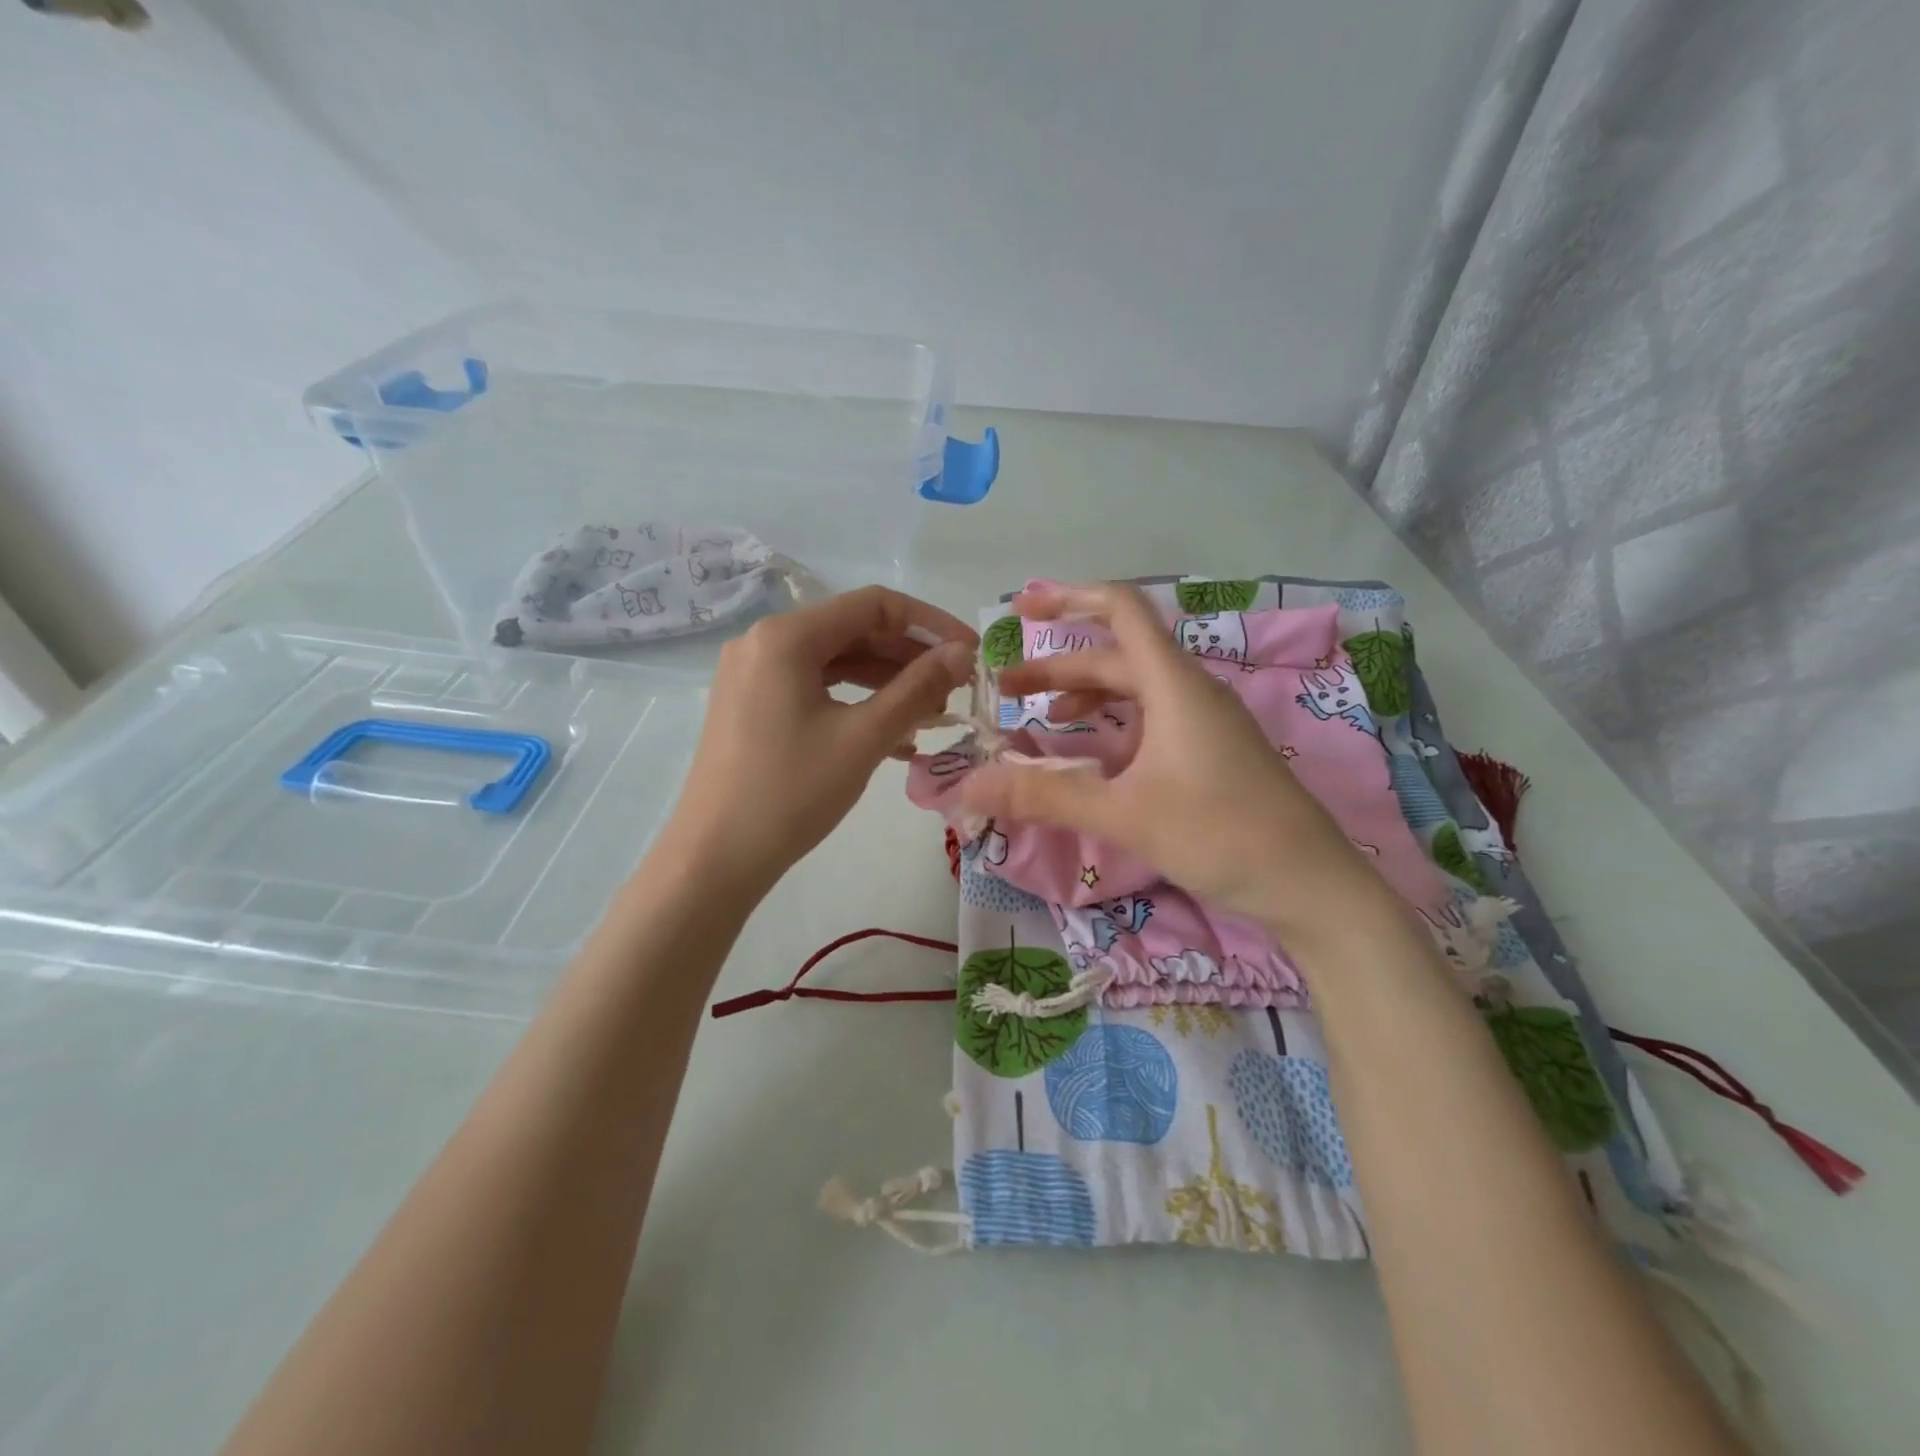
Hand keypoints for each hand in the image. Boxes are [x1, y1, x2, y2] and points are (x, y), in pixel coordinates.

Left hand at [661, 586, 976, 893]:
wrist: (716, 857)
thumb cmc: (792, 792)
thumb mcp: (864, 737)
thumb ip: (918, 687)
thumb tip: (962, 653)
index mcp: (787, 636)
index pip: (874, 605)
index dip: (930, 623)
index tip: (970, 650)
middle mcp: (764, 641)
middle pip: (853, 630)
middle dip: (909, 657)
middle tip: (954, 689)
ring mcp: (753, 674)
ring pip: (836, 661)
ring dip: (886, 682)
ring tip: (931, 714)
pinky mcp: (751, 704)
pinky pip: (815, 688)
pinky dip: (855, 702)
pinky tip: (892, 736)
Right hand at [957, 582, 1377, 929]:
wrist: (1312, 884)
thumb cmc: (1221, 835)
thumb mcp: (1124, 814)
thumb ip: (1044, 796)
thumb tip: (968, 786)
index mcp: (1174, 685)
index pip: (1121, 609)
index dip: (1068, 598)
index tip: (1022, 608)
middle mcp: (1190, 692)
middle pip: (1116, 656)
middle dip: (1058, 667)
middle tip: (1006, 691)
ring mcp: (1205, 722)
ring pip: (1135, 690)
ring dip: (1086, 695)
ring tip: (1044, 720)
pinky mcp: (1212, 752)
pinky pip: (1152, 720)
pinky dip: (1114, 725)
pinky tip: (1095, 758)